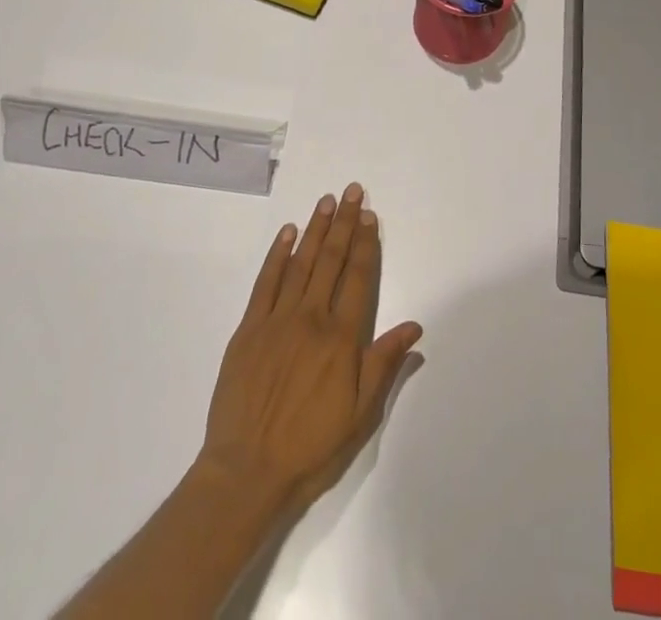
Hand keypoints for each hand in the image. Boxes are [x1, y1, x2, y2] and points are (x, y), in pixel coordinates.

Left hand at [197, 183, 423, 519]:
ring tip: (327, 201)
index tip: (370, 215)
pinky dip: (278, 255)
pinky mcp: (249, 328)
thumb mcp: (359, 414)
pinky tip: (288, 233)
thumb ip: (384, 364)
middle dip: (344, 223)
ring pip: (301, 263)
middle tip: (352, 191)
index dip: (366, 244)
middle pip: (332, 260)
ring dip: (316, 229)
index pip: (359, 278)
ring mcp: (277, 320)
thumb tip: (413, 327)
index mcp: (341, 338)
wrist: (247, 470)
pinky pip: (266, 282)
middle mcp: (311, 318)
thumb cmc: (310, 446)